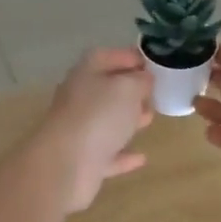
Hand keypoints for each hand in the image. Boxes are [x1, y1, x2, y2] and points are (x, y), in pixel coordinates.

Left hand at [33, 48, 153, 212]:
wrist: (65, 165)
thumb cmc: (99, 116)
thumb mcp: (128, 88)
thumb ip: (140, 80)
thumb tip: (144, 78)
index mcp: (86, 73)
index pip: (108, 56)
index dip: (131, 56)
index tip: (154, 63)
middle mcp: (79, 98)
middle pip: (106, 89)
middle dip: (131, 90)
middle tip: (155, 92)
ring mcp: (79, 130)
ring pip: (106, 121)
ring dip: (127, 119)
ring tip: (150, 118)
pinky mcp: (83, 160)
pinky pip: (108, 153)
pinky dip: (123, 154)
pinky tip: (141, 157)